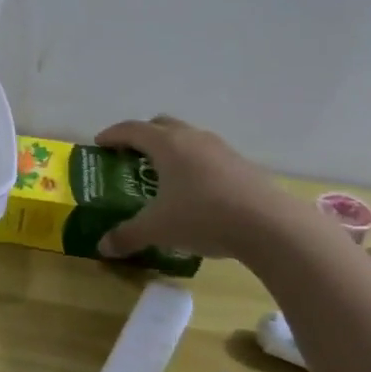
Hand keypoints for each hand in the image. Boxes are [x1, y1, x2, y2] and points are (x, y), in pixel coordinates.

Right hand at [93, 115, 296, 262]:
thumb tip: (102, 247)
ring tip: (163, 173)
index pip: (131, 129)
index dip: (112, 135)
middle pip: (161, 125)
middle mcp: (192, 138)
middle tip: (130, 154)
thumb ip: (127, 236)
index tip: (99, 143)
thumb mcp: (158, 229)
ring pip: (188, 138)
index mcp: (166, 144)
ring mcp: (221, 149)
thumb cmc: (203, 217)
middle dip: (143, 136)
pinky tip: (196, 191)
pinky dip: (195, 164)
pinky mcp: (243, 165)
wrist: (271, 226)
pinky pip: (209, 155)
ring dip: (172, 149)